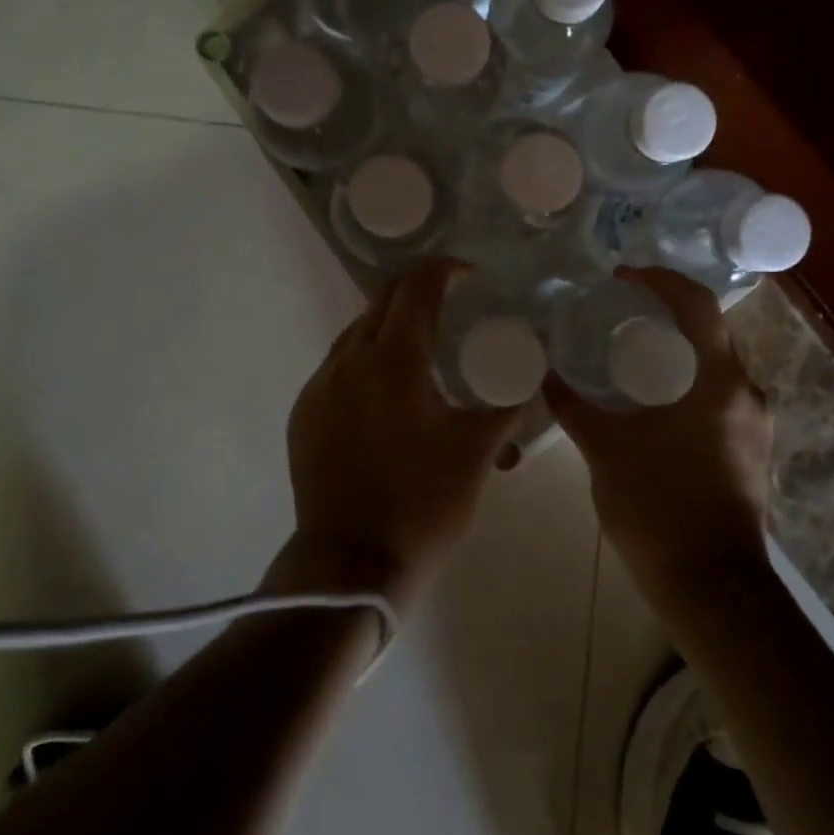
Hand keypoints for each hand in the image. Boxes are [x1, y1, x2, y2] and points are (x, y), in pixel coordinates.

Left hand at [276, 258, 522, 611]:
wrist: (349, 564)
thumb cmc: (423, 504)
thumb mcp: (478, 452)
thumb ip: (506, 404)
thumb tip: (528, 376)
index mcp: (396, 360)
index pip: (417, 287)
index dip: (444, 270)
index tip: (468, 275)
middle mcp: (351, 359)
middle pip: (383, 299)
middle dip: (417, 290)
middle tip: (449, 303)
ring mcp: (321, 385)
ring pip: (357, 331)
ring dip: (390, 325)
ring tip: (420, 347)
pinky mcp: (305, 411)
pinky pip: (338, 365)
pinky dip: (366, 358)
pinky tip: (385, 390)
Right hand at [544, 268, 772, 598]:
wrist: (712, 588)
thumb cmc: (657, 507)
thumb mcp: (604, 450)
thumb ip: (573, 404)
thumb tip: (544, 371)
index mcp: (716, 380)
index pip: (697, 304)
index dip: (661, 280)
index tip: (624, 277)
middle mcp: (745, 392)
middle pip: (709, 330)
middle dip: (667, 313)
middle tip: (621, 313)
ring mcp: (755, 423)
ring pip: (716, 364)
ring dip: (678, 349)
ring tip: (632, 354)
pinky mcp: (752, 449)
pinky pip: (720, 394)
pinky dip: (688, 381)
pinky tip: (654, 400)